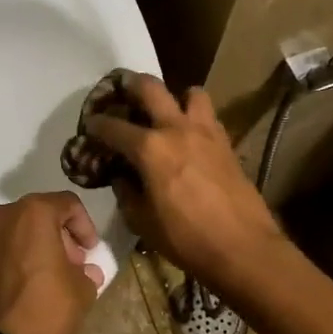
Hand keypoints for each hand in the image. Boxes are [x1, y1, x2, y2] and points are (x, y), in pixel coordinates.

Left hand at [0, 192, 105, 333]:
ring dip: (30, 247)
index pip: (67, 204)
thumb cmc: (47, 311)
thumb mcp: (82, 290)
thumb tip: (84, 271)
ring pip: (10, 233)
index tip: (91, 250)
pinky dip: (7, 263)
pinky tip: (18, 289)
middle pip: (35, 215)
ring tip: (44, 277)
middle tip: (71, 264)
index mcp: (32, 213)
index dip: (84, 225)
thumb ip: (86, 271)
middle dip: (56, 236)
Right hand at [85, 73, 284, 288]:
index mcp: (149, 148)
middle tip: (121, 93)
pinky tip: (189, 138)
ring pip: (189, 92)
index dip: (96, 124)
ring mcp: (205, 132)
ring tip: (167, 113)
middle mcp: (176, 129)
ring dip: (175, 97)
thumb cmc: (186, 238)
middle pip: (150, 87)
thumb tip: (121, 176)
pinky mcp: (226, 142)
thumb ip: (126, 192)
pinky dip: (195, 118)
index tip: (89, 125)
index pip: (113, 126)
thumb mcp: (142, 221)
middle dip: (130, 85)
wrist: (243, 248)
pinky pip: (208, 116)